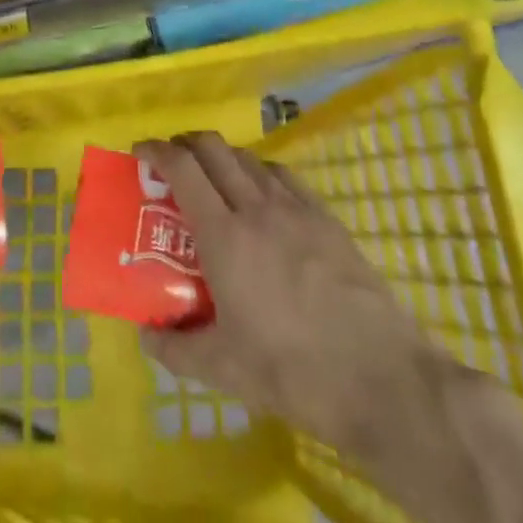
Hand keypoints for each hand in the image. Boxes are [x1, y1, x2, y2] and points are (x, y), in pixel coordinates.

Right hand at [135, 133, 442, 454]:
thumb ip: (176, 348)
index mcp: (223, 235)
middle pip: (213, 147)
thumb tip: (145, 334)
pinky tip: (263, 196)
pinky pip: (283, 175)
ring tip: (214, 180)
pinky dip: (260, 172)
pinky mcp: (326, 217)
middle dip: (185, 143)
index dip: (156, 150)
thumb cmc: (294, 372)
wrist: (383, 379)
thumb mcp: (225, 371)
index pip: (181, 168)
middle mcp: (255, 207)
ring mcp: (295, 208)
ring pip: (248, 157)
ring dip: (222, 157)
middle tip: (172, 162)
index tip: (140, 152)